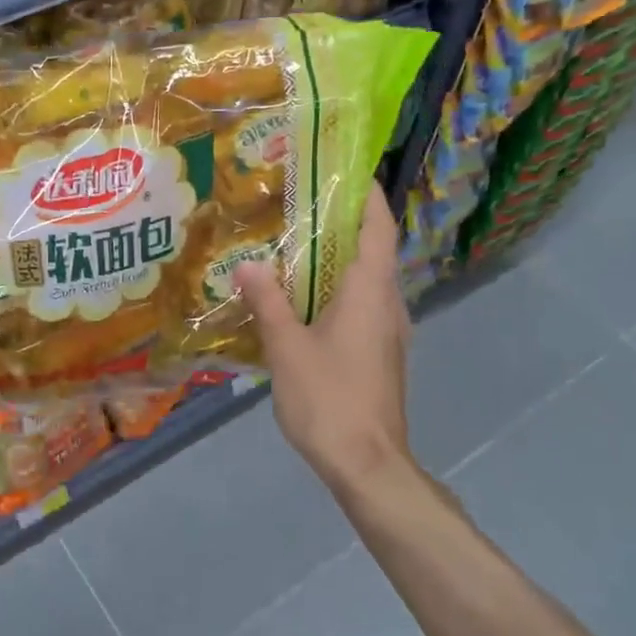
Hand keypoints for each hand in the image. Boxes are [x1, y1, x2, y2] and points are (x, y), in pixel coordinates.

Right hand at [233, 181, 414, 497]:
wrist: (367, 464)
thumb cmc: (330, 399)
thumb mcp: (288, 347)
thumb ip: (268, 302)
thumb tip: (248, 264)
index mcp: (370, 292)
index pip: (379, 229)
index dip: (369, 196)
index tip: (348, 171)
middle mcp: (387, 304)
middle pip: (373, 250)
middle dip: (343, 224)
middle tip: (300, 204)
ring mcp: (387, 332)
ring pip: (366, 280)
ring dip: (337, 259)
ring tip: (295, 245)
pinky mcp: (380, 354)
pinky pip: (360, 305)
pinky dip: (336, 290)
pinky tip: (302, 299)